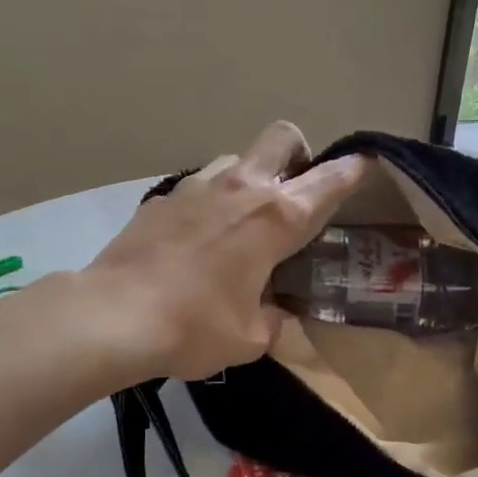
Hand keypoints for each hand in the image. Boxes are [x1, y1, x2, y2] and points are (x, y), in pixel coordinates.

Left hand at [87, 122, 368, 380]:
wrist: (114, 316)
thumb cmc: (194, 327)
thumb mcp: (250, 338)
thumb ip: (275, 321)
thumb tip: (277, 313)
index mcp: (276, 219)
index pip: (328, 181)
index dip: (351, 170)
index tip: (363, 164)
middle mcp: (241, 189)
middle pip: (282, 138)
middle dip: (298, 152)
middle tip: (295, 189)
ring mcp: (196, 187)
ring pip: (236, 158)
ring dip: (250, 177)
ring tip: (242, 218)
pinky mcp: (162, 199)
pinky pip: (198, 186)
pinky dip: (209, 202)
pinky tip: (197, 239)